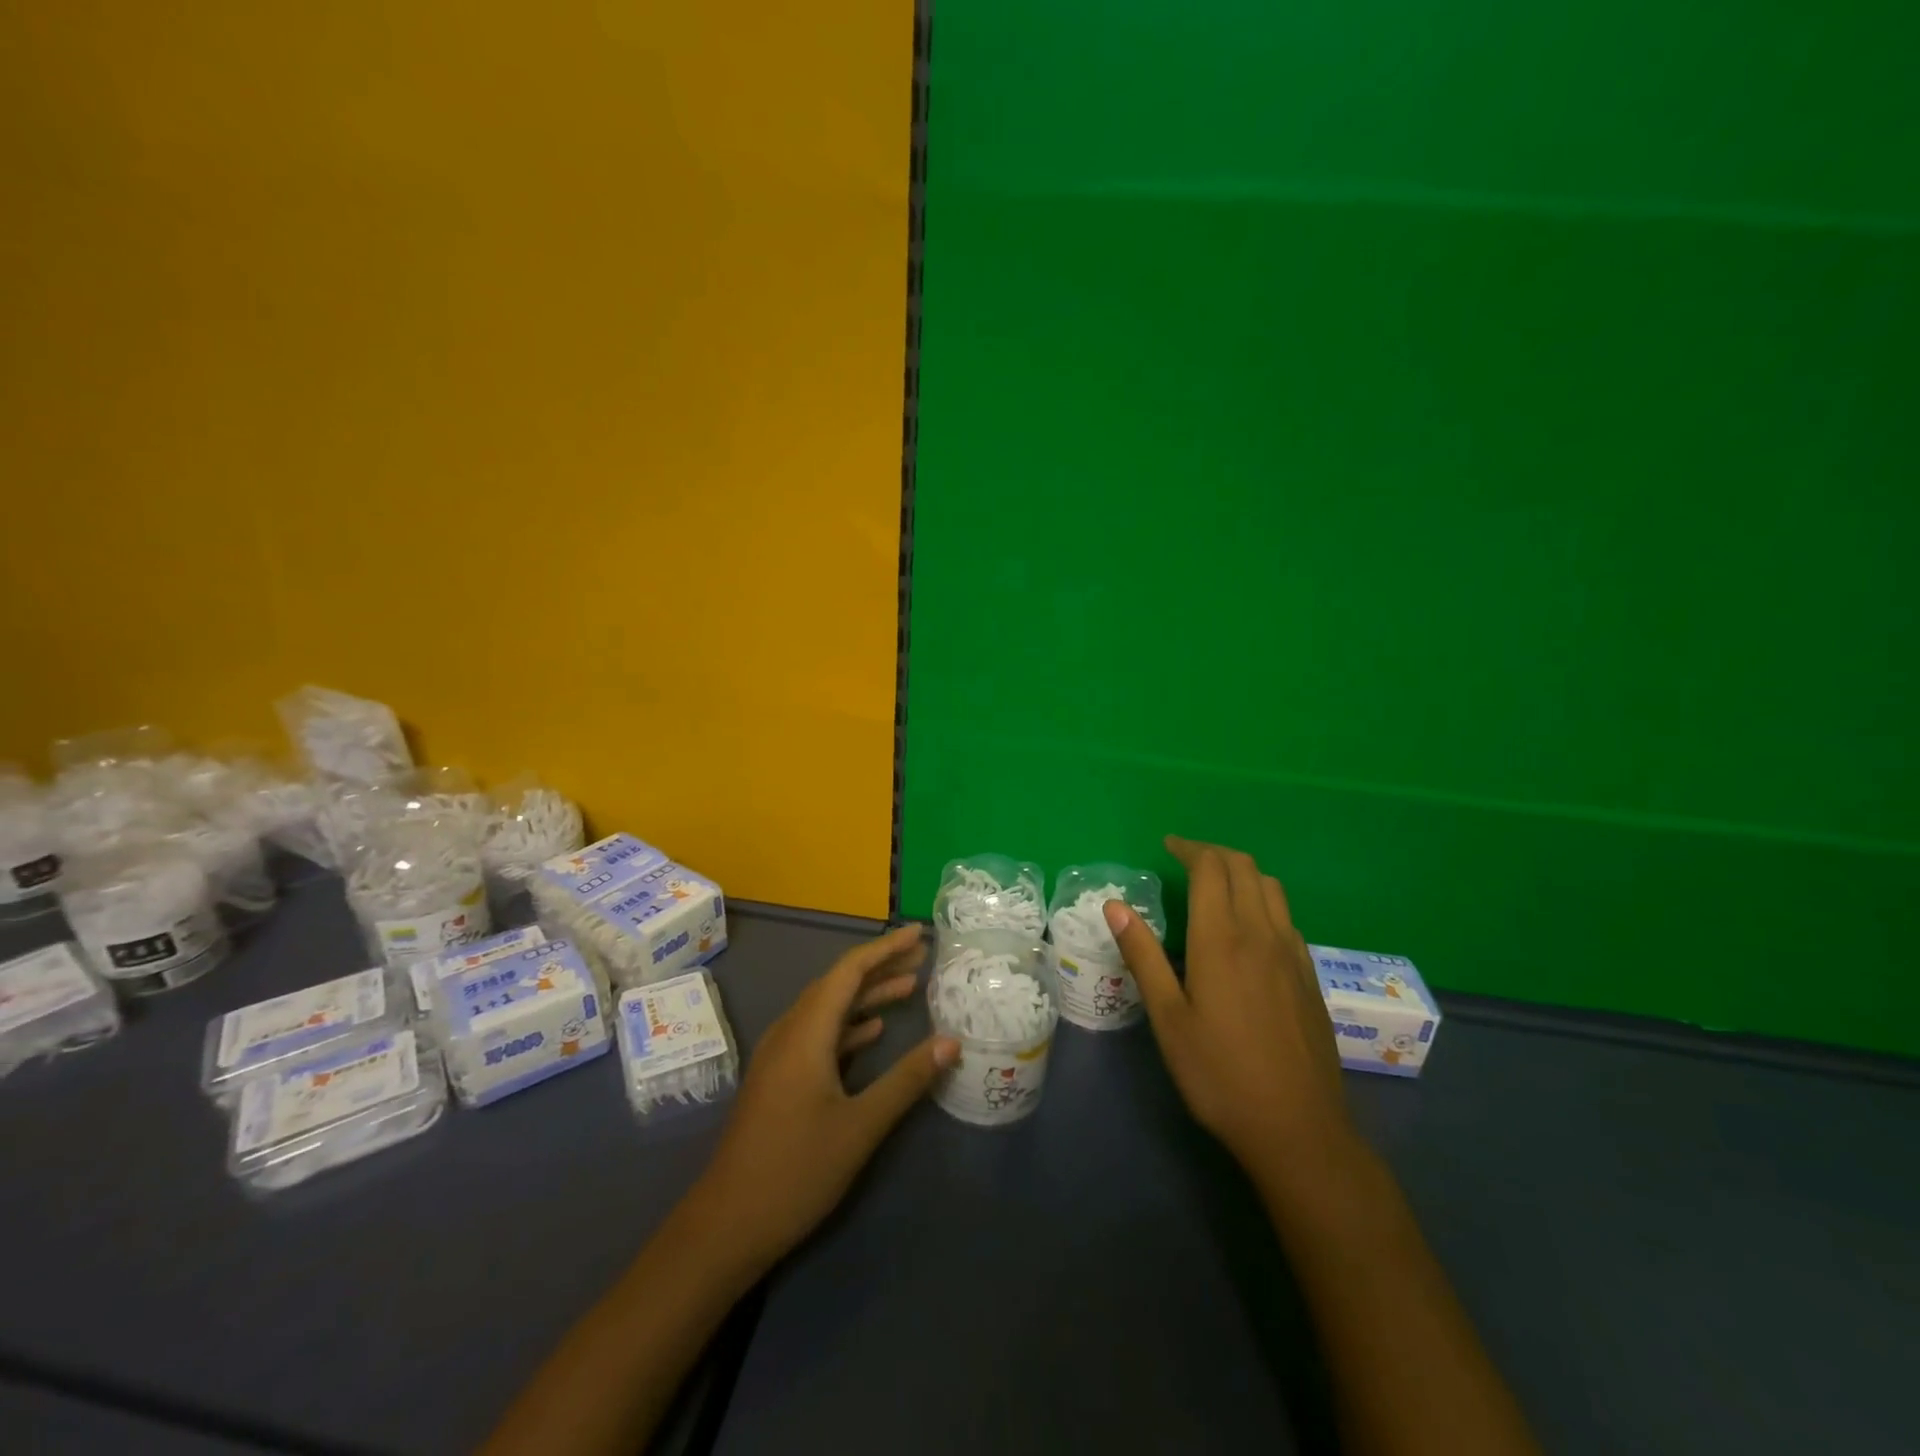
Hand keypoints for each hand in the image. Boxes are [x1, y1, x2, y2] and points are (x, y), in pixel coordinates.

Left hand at [694, 925, 958, 1269]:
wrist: (726, 1225)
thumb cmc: (795, 1171)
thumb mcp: (860, 1126)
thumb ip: (906, 1079)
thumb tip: (951, 1042)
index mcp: (806, 1032)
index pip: (849, 971)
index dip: (885, 948)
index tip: (920, 934)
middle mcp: (790, 1032)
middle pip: (838, 984)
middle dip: (880, 967)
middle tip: (923, 958)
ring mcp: (780, 1056)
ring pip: (828, 1009)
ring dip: (866, 996)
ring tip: (909, 988)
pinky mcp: (778, 1078)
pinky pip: (818, 1034)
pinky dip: (849, 1025)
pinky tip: (873, 1032)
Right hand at [1105, 835, 1354, 1179]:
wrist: (1298, 1129)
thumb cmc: (1219, 1074)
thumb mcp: (1168, 1018)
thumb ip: (1143, 956)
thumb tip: (1114, 906)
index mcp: (1222, 939)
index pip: (1211, 868)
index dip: (1189, 848)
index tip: (1168, 845)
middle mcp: (1262, 934)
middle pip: (1245, 868)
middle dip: (1214, 853)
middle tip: (1186, 859)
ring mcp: (1293, 954)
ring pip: (1272, 888)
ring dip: (1243, 872)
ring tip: (1216, 885)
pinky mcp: (1310, 976)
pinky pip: (1287, 918)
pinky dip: (1264, 902)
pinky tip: (1249, 930)